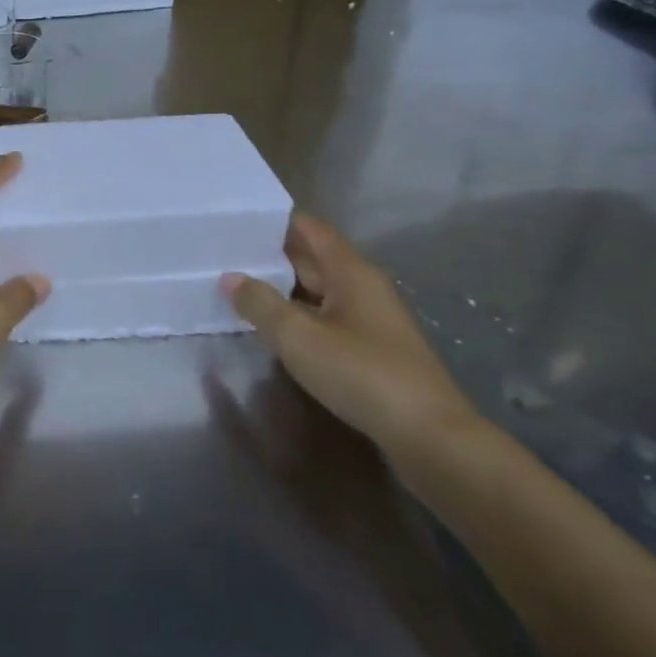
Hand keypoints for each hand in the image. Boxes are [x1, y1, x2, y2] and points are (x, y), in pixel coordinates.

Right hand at [219, 213, 477, 461]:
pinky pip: (325, 318)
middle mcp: (363, 287)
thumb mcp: (300, 338)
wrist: (431, 437)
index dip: (276, 221)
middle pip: (313, 259)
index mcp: (352, 272)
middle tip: (225, 254)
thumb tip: (229, 277)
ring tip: (237, 286)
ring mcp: (370, 320)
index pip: (310, 229)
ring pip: (318, 291)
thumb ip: (261, 304)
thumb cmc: (363, 374)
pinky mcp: (371, 350)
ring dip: (282, 288)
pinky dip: (297, 316)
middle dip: (271, 255)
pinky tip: (272, 327)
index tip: (237, 219)